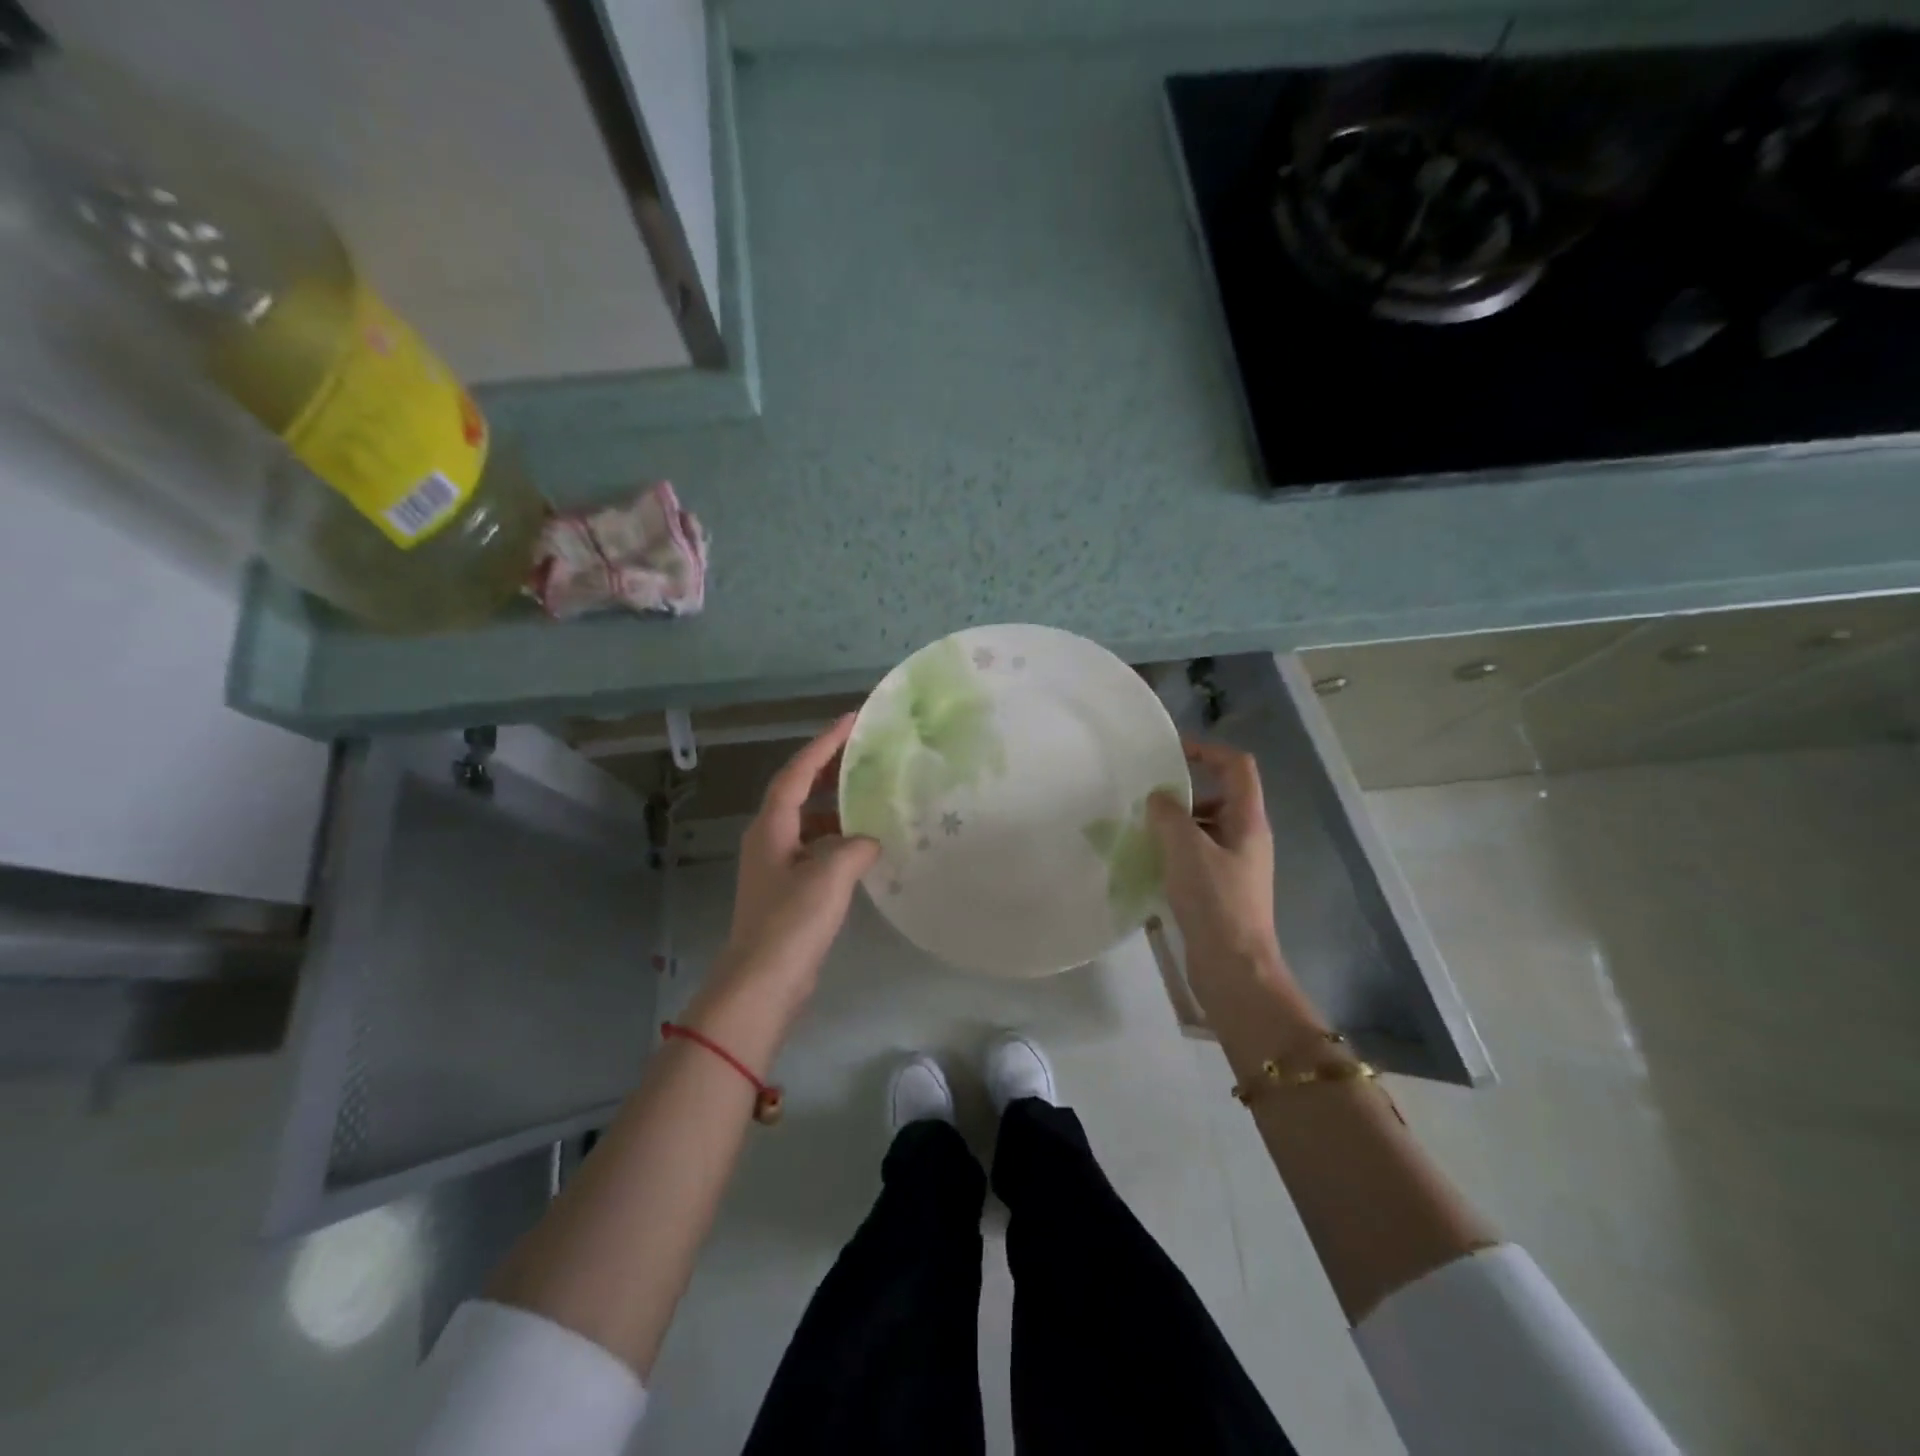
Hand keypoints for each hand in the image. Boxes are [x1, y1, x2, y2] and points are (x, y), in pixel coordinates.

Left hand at [711, 715, 879, 1012]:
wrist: (763, 983)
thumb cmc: (791, 922)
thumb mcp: (830, 876)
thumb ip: (856, 847)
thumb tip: (869, 841)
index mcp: (771, 827)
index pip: (797, 773)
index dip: (823, 744)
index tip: (851, 721)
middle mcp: (769, 840)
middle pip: (799, 793)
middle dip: (830, 771)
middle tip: (865, 754)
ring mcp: (777, 867)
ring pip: (810, 824)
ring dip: (838, 809)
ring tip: (873, 798)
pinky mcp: (788, 893)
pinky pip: (817, 852)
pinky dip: (840, 843)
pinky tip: (867, 850)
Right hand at [1147, 740, 1282, 995]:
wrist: (1234, 968)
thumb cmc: (1215, 903)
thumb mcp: (1186, 850)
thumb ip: (1170, 815)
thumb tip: (1159, 798)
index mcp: (1248, 821)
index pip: (1236, 766)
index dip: (1207, 750)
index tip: (1171, 753)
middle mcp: (1247, 837)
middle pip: (1220, 795)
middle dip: (1185, 791)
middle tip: (1148, 797)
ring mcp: (1235, 865)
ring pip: (1206, 827)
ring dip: (1176, 822)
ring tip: (1143, 828)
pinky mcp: (1221, 889)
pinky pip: (1197, 854)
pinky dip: (1175, 849)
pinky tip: (1150, 860)